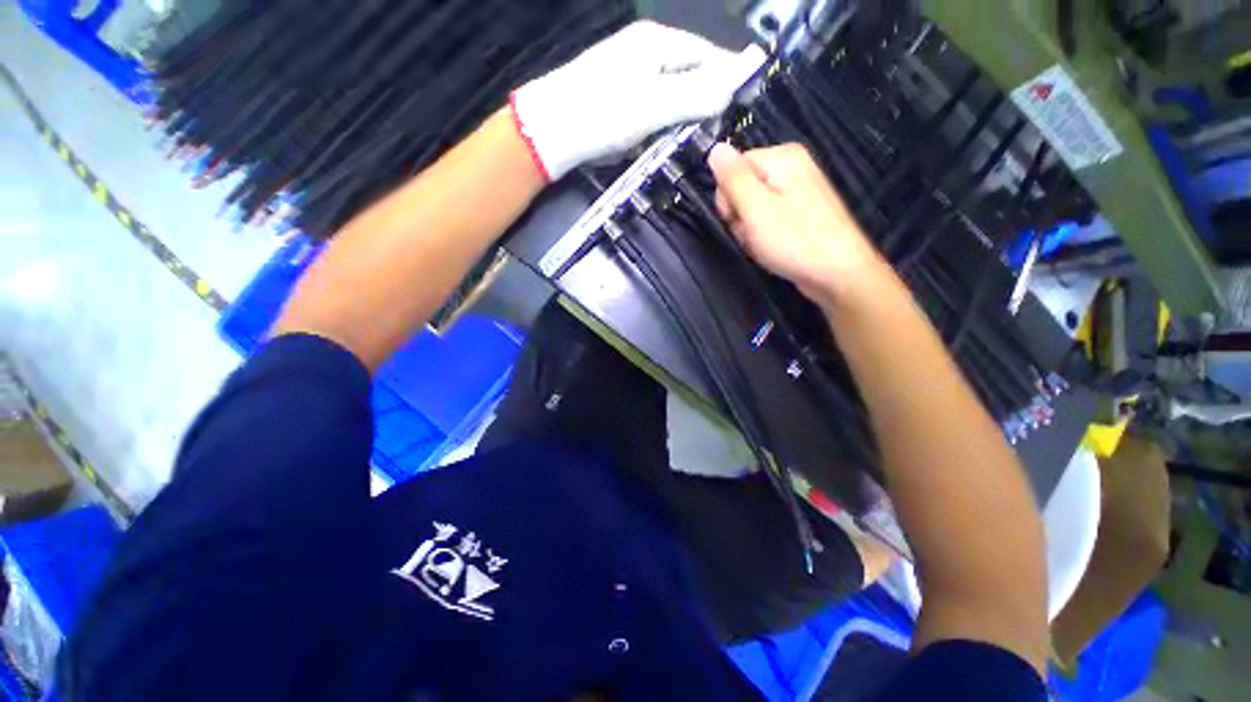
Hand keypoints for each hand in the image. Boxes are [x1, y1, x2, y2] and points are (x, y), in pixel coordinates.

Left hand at [511, 21, 764, 181]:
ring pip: (671, 95)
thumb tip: (734, 86)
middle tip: (707, 132)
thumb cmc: (604, 114)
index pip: (708, 55)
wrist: (550, 132)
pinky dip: (657, 126)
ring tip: (681, 140)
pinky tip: (654, 140)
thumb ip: (697, 94)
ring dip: (678, 118)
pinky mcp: (618, 99)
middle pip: (690, 74)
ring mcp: (630, 74)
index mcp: (658, 42)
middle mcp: (646, 51)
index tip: (738, 109)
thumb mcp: (655, 104)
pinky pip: (651, 110)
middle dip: (701, 103)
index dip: (726, 80)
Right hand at [708, 143, 892, 307]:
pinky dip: (762, 235)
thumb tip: (715, 149)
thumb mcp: (755, 208)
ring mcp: (798, 192)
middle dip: (739, 214)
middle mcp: (792, 167)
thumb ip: (733, 178)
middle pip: (742, 186)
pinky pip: (767, 219)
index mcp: (783, 157)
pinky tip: (771, 247)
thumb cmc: (794, 240)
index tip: (735, 218)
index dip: (727, 195)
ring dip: (749, 228)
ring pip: (752, 207)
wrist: (837, 274)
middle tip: (751, 233)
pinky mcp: (800, 214)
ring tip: (763, 243)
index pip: (733, 167)